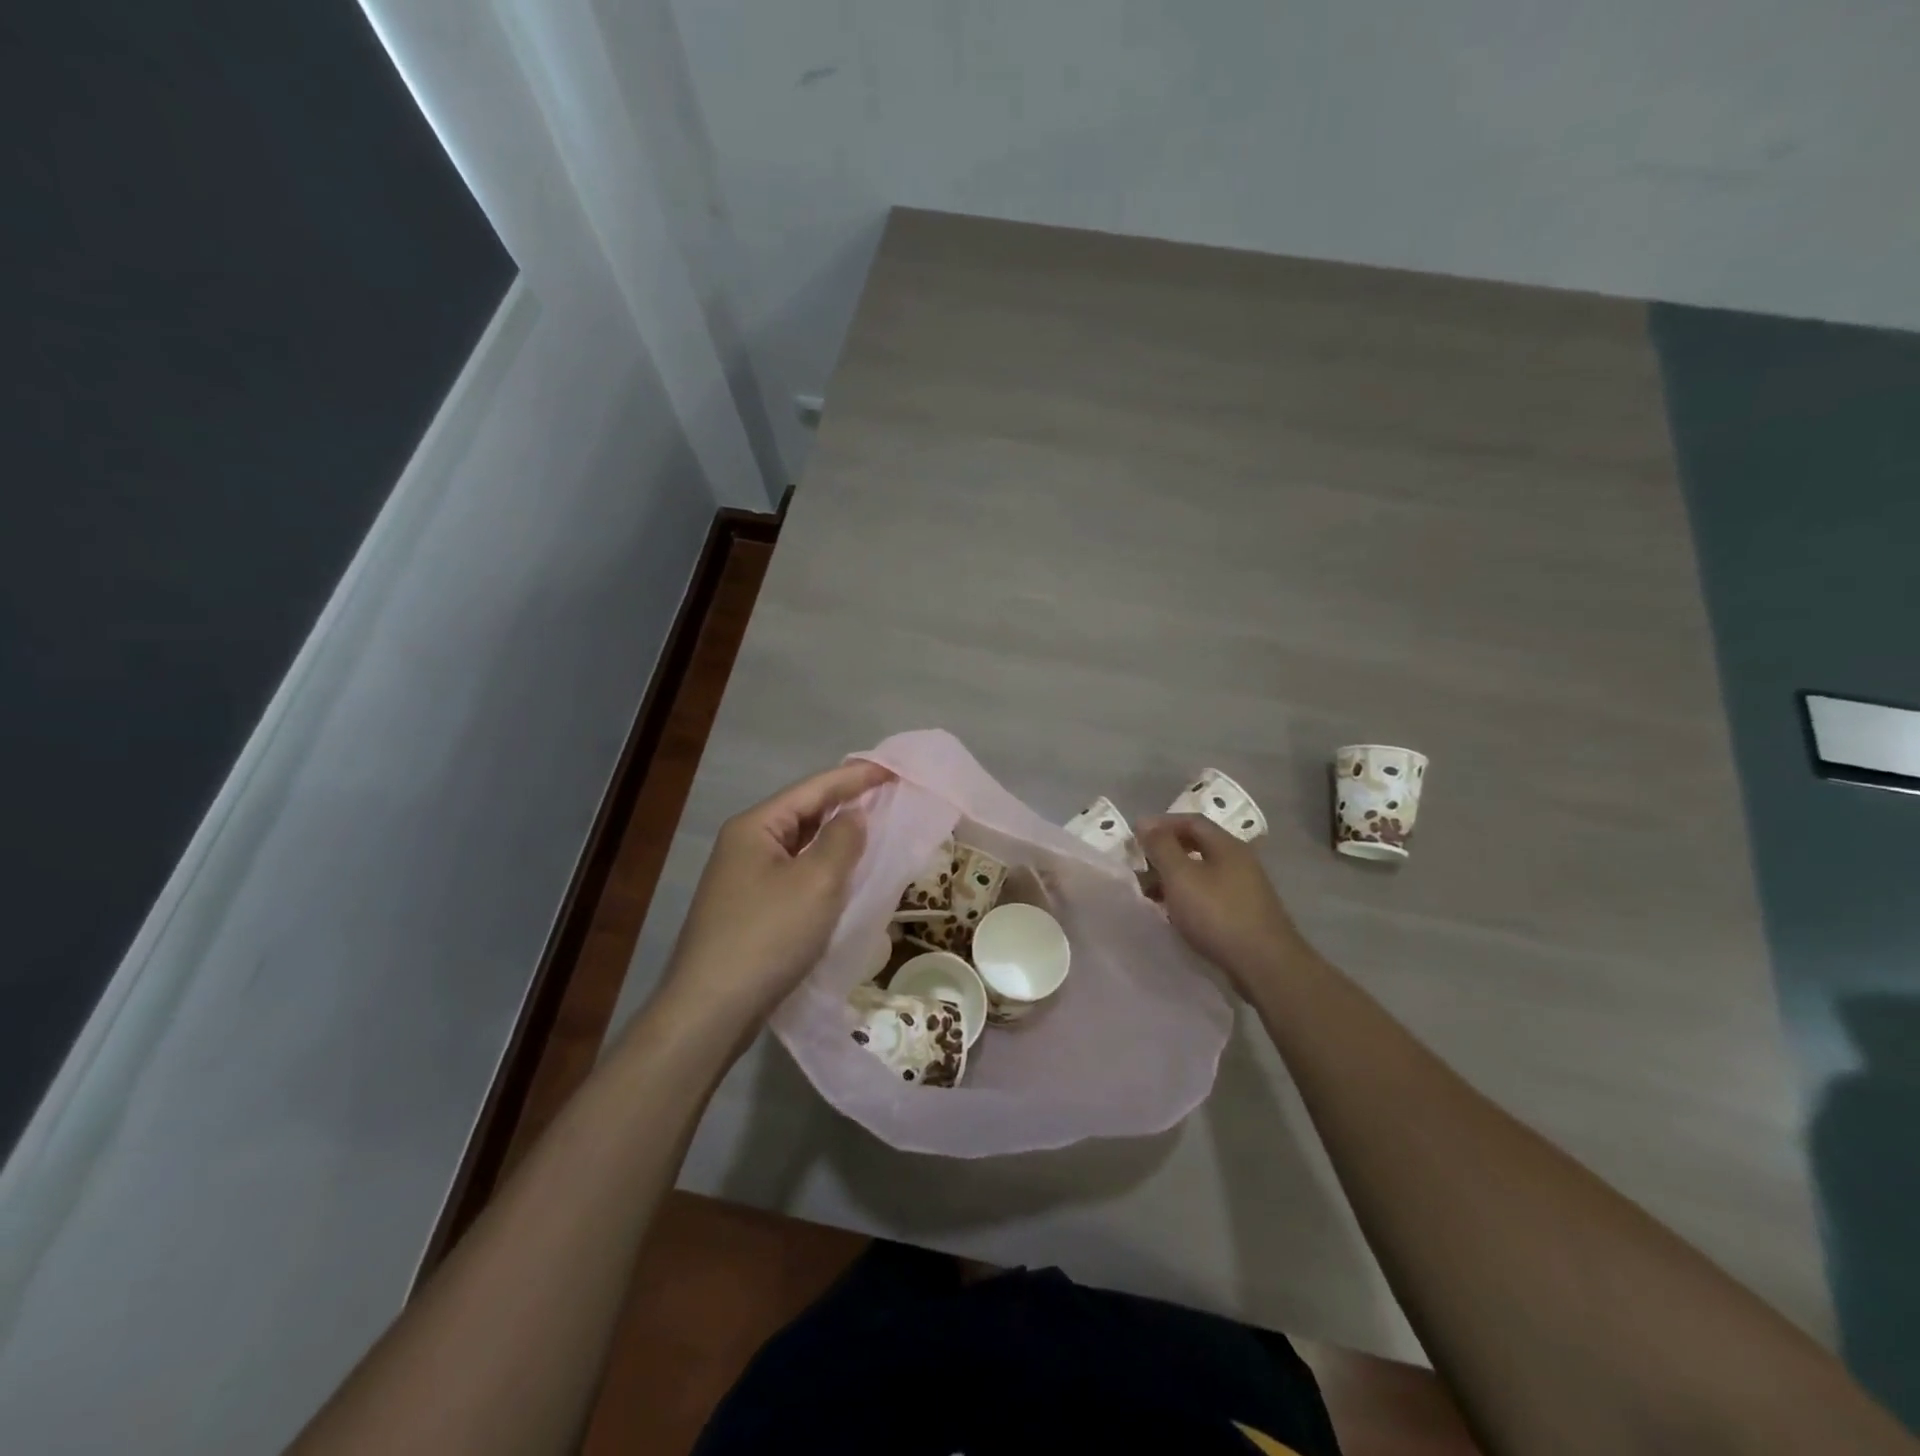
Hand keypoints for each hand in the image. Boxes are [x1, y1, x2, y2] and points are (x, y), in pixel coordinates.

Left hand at [662, 760, 892, 1025]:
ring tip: (876, 830)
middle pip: (804, 813)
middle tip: (890, 796)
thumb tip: (853, 815)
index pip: (813, 788)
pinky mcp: (750, 910)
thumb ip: (842, 840)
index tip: (893, 769)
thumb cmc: (768, 936)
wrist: (711, 1010)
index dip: (856, 777)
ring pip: (800, 846)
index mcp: (755, 827)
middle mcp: (745, 845)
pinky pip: (795, 875)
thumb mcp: (816, 882)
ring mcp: (744, 879)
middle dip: (846, 804)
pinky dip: (823, 868)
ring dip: (836, 838)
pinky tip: (845, 876)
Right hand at [1137, 814, 1318, 994]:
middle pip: (1197, 845)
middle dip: (1166, 852)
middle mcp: (1239, 861)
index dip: (1161, 824)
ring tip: (1151, 893)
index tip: (1136, 836)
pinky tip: (1175, 913)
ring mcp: (1245, 888)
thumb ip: (1161, 846)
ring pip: (1202, 872)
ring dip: (1174, 877)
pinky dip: (1188, 896)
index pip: (1191, 821)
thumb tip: (1145, 823)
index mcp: (1226, 845)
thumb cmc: (1217, 914)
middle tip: (1141, 865)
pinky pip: (1210, 894)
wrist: (1264, 964)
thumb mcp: (1181, 876)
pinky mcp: (1245, 913)